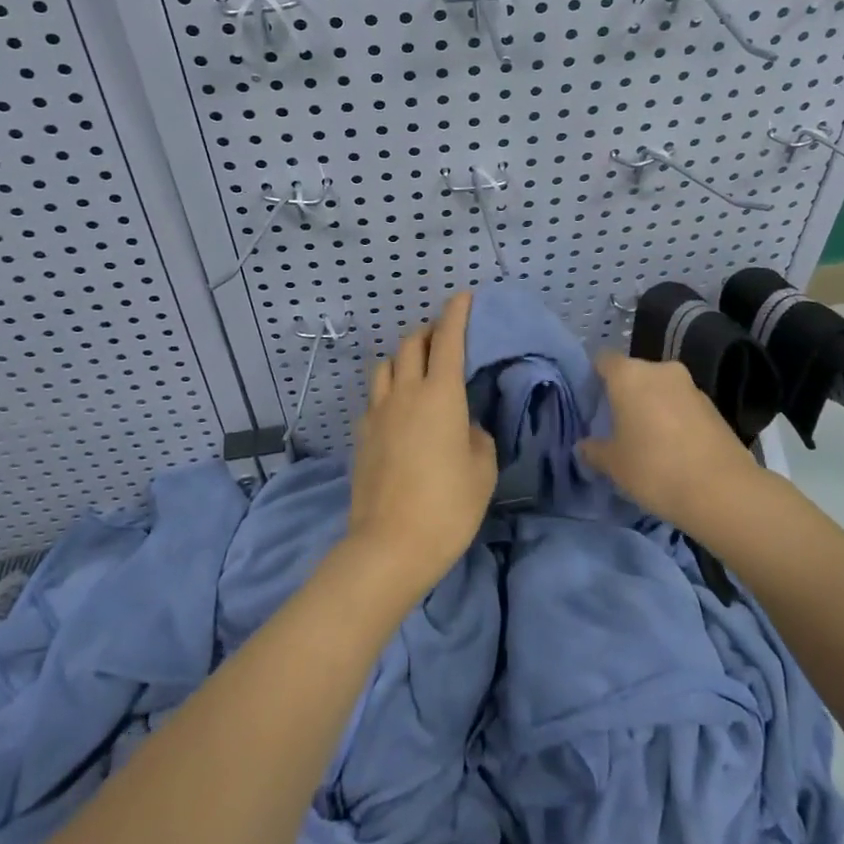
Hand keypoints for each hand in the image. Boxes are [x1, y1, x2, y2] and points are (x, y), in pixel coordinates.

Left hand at [346, 292, 497, 596]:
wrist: (389, 546)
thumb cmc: (448, 506)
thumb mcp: (482, 470)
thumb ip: (476, 437)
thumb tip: (463, 427)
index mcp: (441, 395)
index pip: (448, 339)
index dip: (456, 313)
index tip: (463, 297)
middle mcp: (406, 393)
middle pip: (411, 343)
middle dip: (428, 331)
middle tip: (444, 339)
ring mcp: (378, 412)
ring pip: (386, 365)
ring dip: (404, 358)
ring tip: (417, 371)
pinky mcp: (361, 434)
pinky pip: (375, 397)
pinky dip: (389, 390)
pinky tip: (399, 410)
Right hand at [580, 353, 764, 536]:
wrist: (723, 491)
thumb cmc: (654, 468)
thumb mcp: (614, 465)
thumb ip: (594, 450)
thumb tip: (584, 445)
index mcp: (629, 375)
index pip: (604, 360)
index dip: (595, 377)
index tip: (592, 403)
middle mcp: (660, 370)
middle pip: (634, 374)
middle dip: (626, 395)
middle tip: (618, 426)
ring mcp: (691, 386)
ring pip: (661, 389)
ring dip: (653, 407)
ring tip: (648, 441)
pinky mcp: (714, 406)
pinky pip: (683, 406)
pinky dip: (675, 419)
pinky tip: (675, 450)